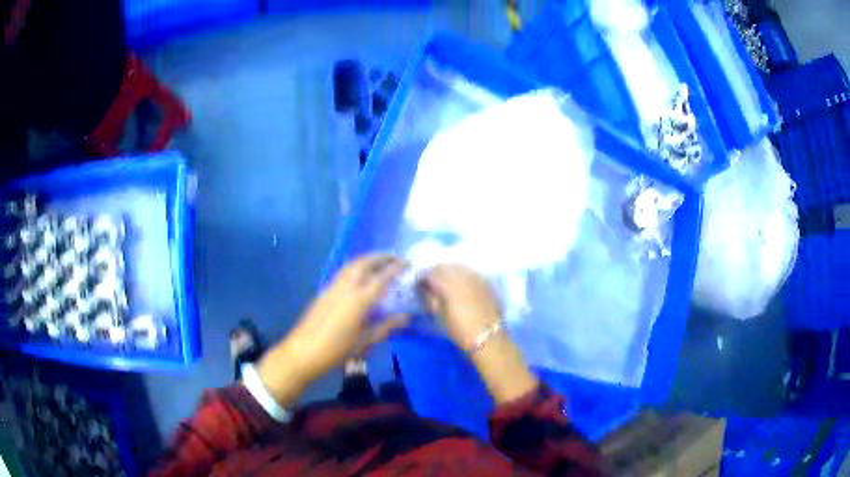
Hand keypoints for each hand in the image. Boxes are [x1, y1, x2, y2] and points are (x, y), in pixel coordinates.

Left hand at [256, 254, 408, 404]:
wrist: (303, 352)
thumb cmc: (337, 350)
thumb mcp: (365, 341)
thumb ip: (387, 326)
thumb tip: (407, 317)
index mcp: (359, 300)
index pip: (382, 277)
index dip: (396, 268)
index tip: (408, 262)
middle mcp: (346, 287)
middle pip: (365, 263)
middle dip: (381, 257)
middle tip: (395, 256)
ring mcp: (333, 287)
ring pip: (352, 265)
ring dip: (367, 259)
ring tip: (379, 261)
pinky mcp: (324, 291)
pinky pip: (343, 272)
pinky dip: (356, 266)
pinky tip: (359, 274)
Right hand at [418, 264, 502, 348]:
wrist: (489, 338)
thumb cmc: (460, 330)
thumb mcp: (440, 316)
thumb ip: (431, 298)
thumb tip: (426, 289)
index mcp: (448, 284)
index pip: (431, 272)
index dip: (423, 276)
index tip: (419, 283)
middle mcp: (463, 275)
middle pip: (445, 266)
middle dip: (436, 271)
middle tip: (431, 282)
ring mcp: (477, 277)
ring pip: (459, 267)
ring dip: (450, 271)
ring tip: (446, 282)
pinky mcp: (486, 282)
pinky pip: (471, 272)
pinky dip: (463, 275)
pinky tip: (461, 283)